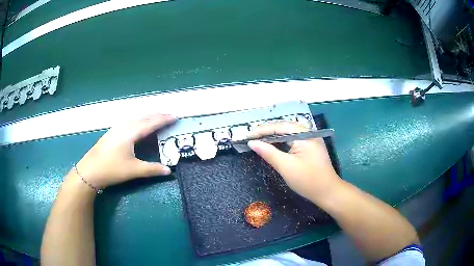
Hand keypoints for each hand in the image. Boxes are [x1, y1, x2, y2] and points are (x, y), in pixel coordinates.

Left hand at [73, 114, 175, 188]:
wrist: (90, 170)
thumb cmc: (112, 169)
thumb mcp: (133, 170)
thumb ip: (152, 169)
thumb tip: (169, 171)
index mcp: (130, 133)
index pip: (151, 123)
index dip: (164, 119)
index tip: (175, 116)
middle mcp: (124, 127)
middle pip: (143, 117)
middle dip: (157, 116)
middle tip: (169, 116)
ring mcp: (116, 128)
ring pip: (135, 118)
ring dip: (147, 117)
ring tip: (156, 118)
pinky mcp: (112, 132)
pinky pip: (129, 121)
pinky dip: (138, 120)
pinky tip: (137, 124)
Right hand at [248, 122, 340, 201]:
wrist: (328, 192)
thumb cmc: (307, 180)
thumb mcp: (286, 167)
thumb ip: (268, 152)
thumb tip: (252, 142)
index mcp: (304, 135)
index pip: (279, 127)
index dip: (262, 130)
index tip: (247, 136)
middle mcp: (308, 133)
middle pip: (284, 128)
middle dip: (267, 132)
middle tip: (251, 138)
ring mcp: (311, 140)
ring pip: (288, 134)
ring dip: (274, 137)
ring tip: (259, 140)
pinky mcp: (311, 147)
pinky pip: (293, 140)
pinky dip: (282, 143)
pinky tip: (274, 146)